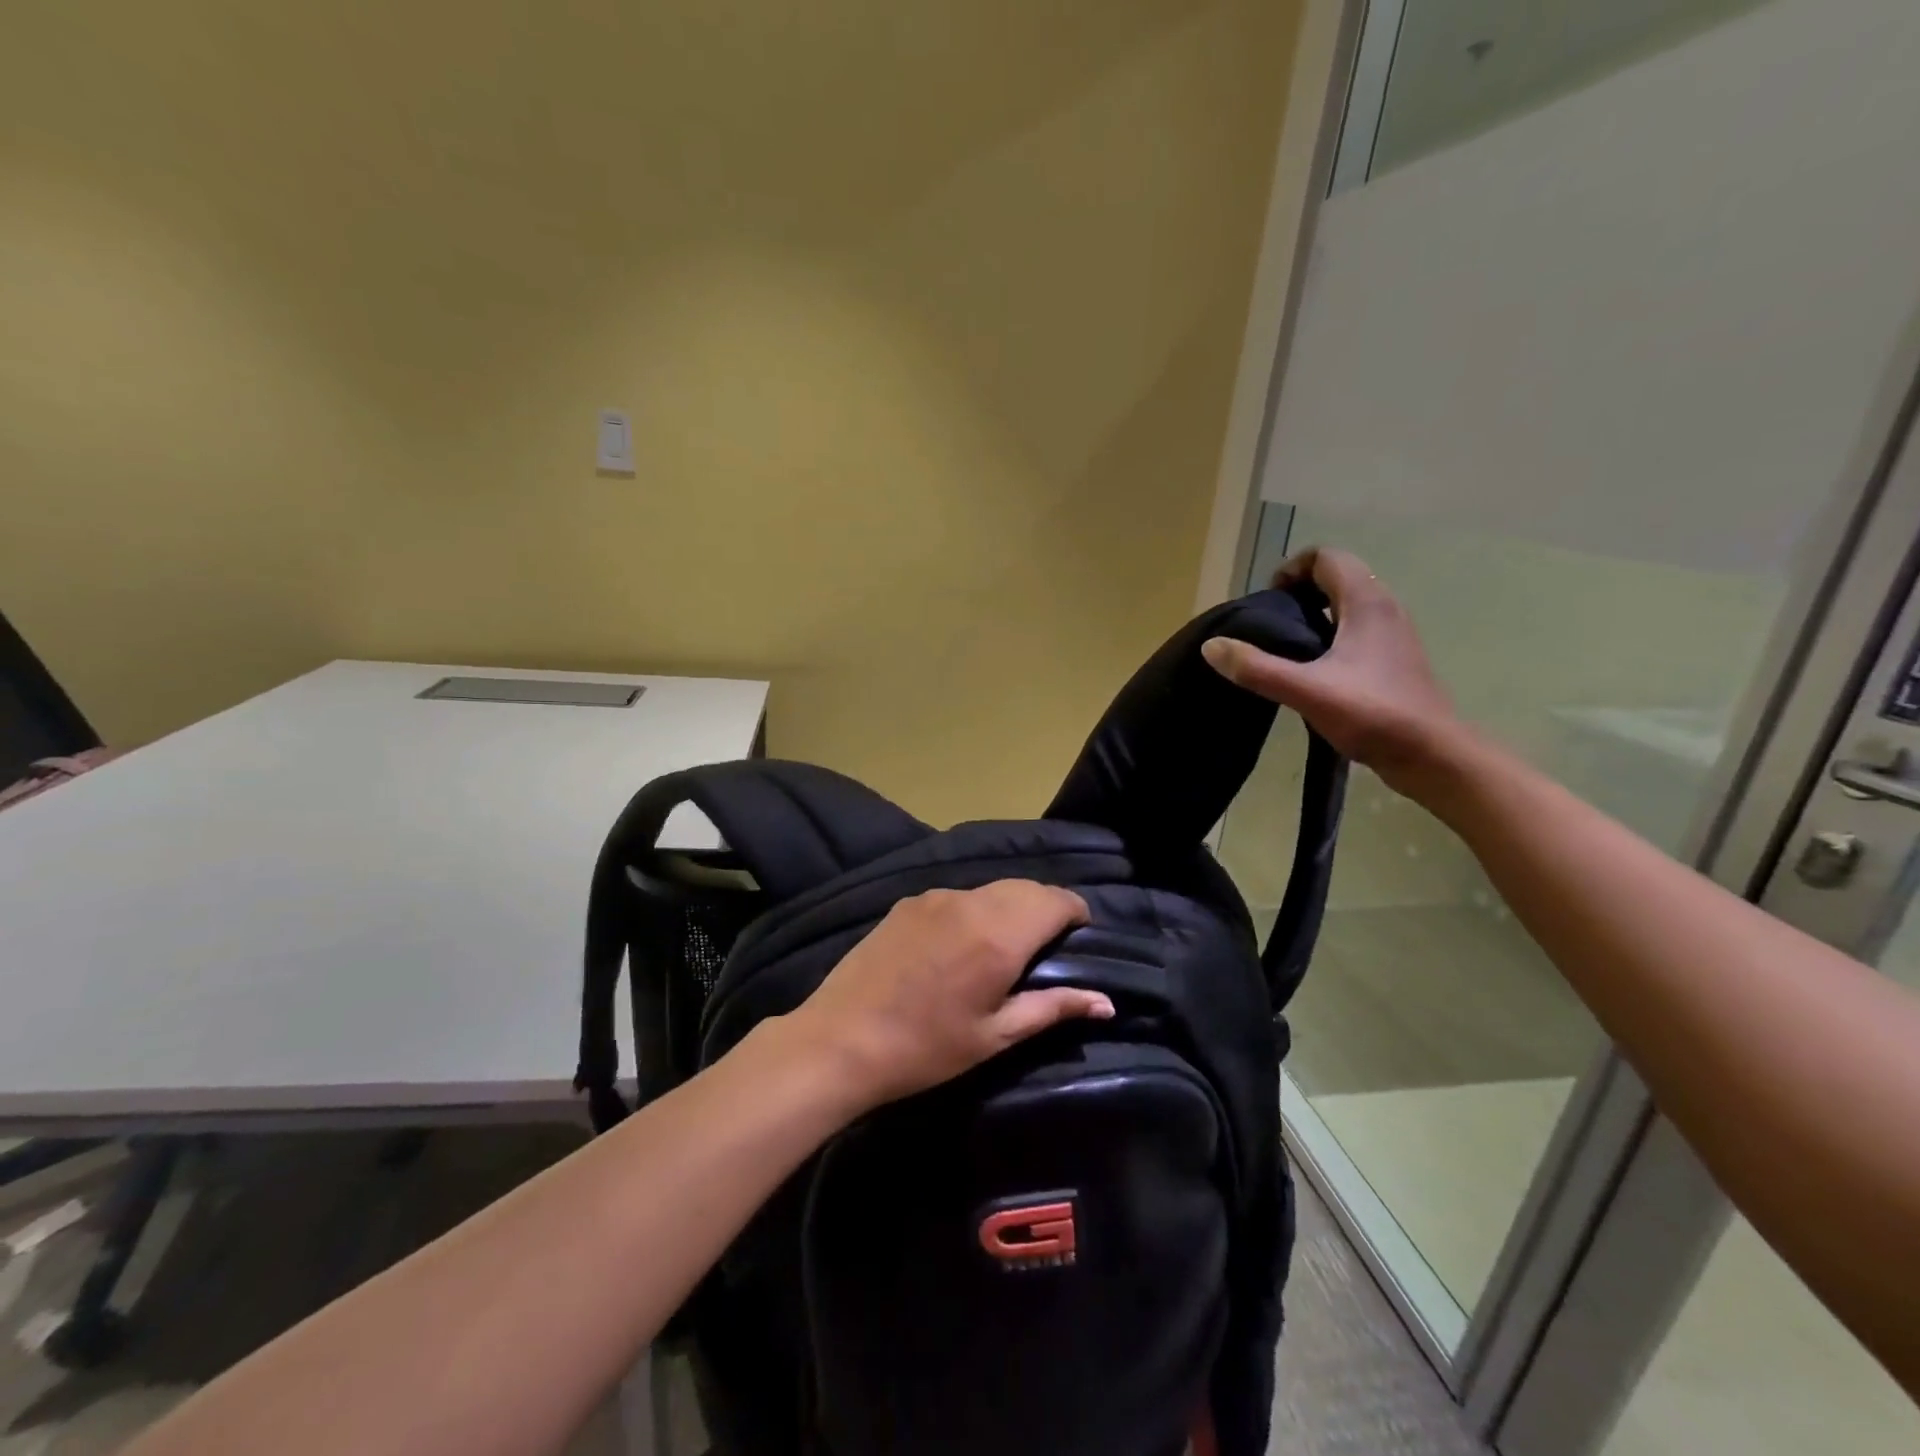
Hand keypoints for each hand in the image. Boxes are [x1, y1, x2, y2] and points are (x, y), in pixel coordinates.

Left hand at [787, 881, 1110, 1108]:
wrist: (841, 1039)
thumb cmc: (926, 1048)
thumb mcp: (996, 1036)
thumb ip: (1053, 1008)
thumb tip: (1106, 1002)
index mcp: (1000, 935)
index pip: (1056, 899)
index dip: (1076, 912)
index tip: (1079, 935)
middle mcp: (971, 902)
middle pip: (1026, 887)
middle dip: (1046, 907)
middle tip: (1048, 944)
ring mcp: (935, 897)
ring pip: (992, 888)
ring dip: (1011, 906)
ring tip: (1006, 944)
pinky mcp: (908, 902)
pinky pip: (958, 895)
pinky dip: (976, 908)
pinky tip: (961, 942)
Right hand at [1201, 547, 1460, 793]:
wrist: (1432, 755)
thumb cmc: (1373, 714)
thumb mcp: (1306, 691)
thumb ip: (1257, 668)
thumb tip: (1211, 646)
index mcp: (1366, 603)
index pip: (1326, 557)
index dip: (1291, 569)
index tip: (1268, 603)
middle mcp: (1384, 608)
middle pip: (1336, 577)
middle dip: (1298, 592)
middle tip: (1270, 625)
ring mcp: (1392, 634)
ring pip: (1347, 604)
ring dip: (1313, 614)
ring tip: (1284, 648)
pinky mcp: (1393, 659)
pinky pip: (1355, 629)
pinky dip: (1329, 635)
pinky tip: (1311, 670)